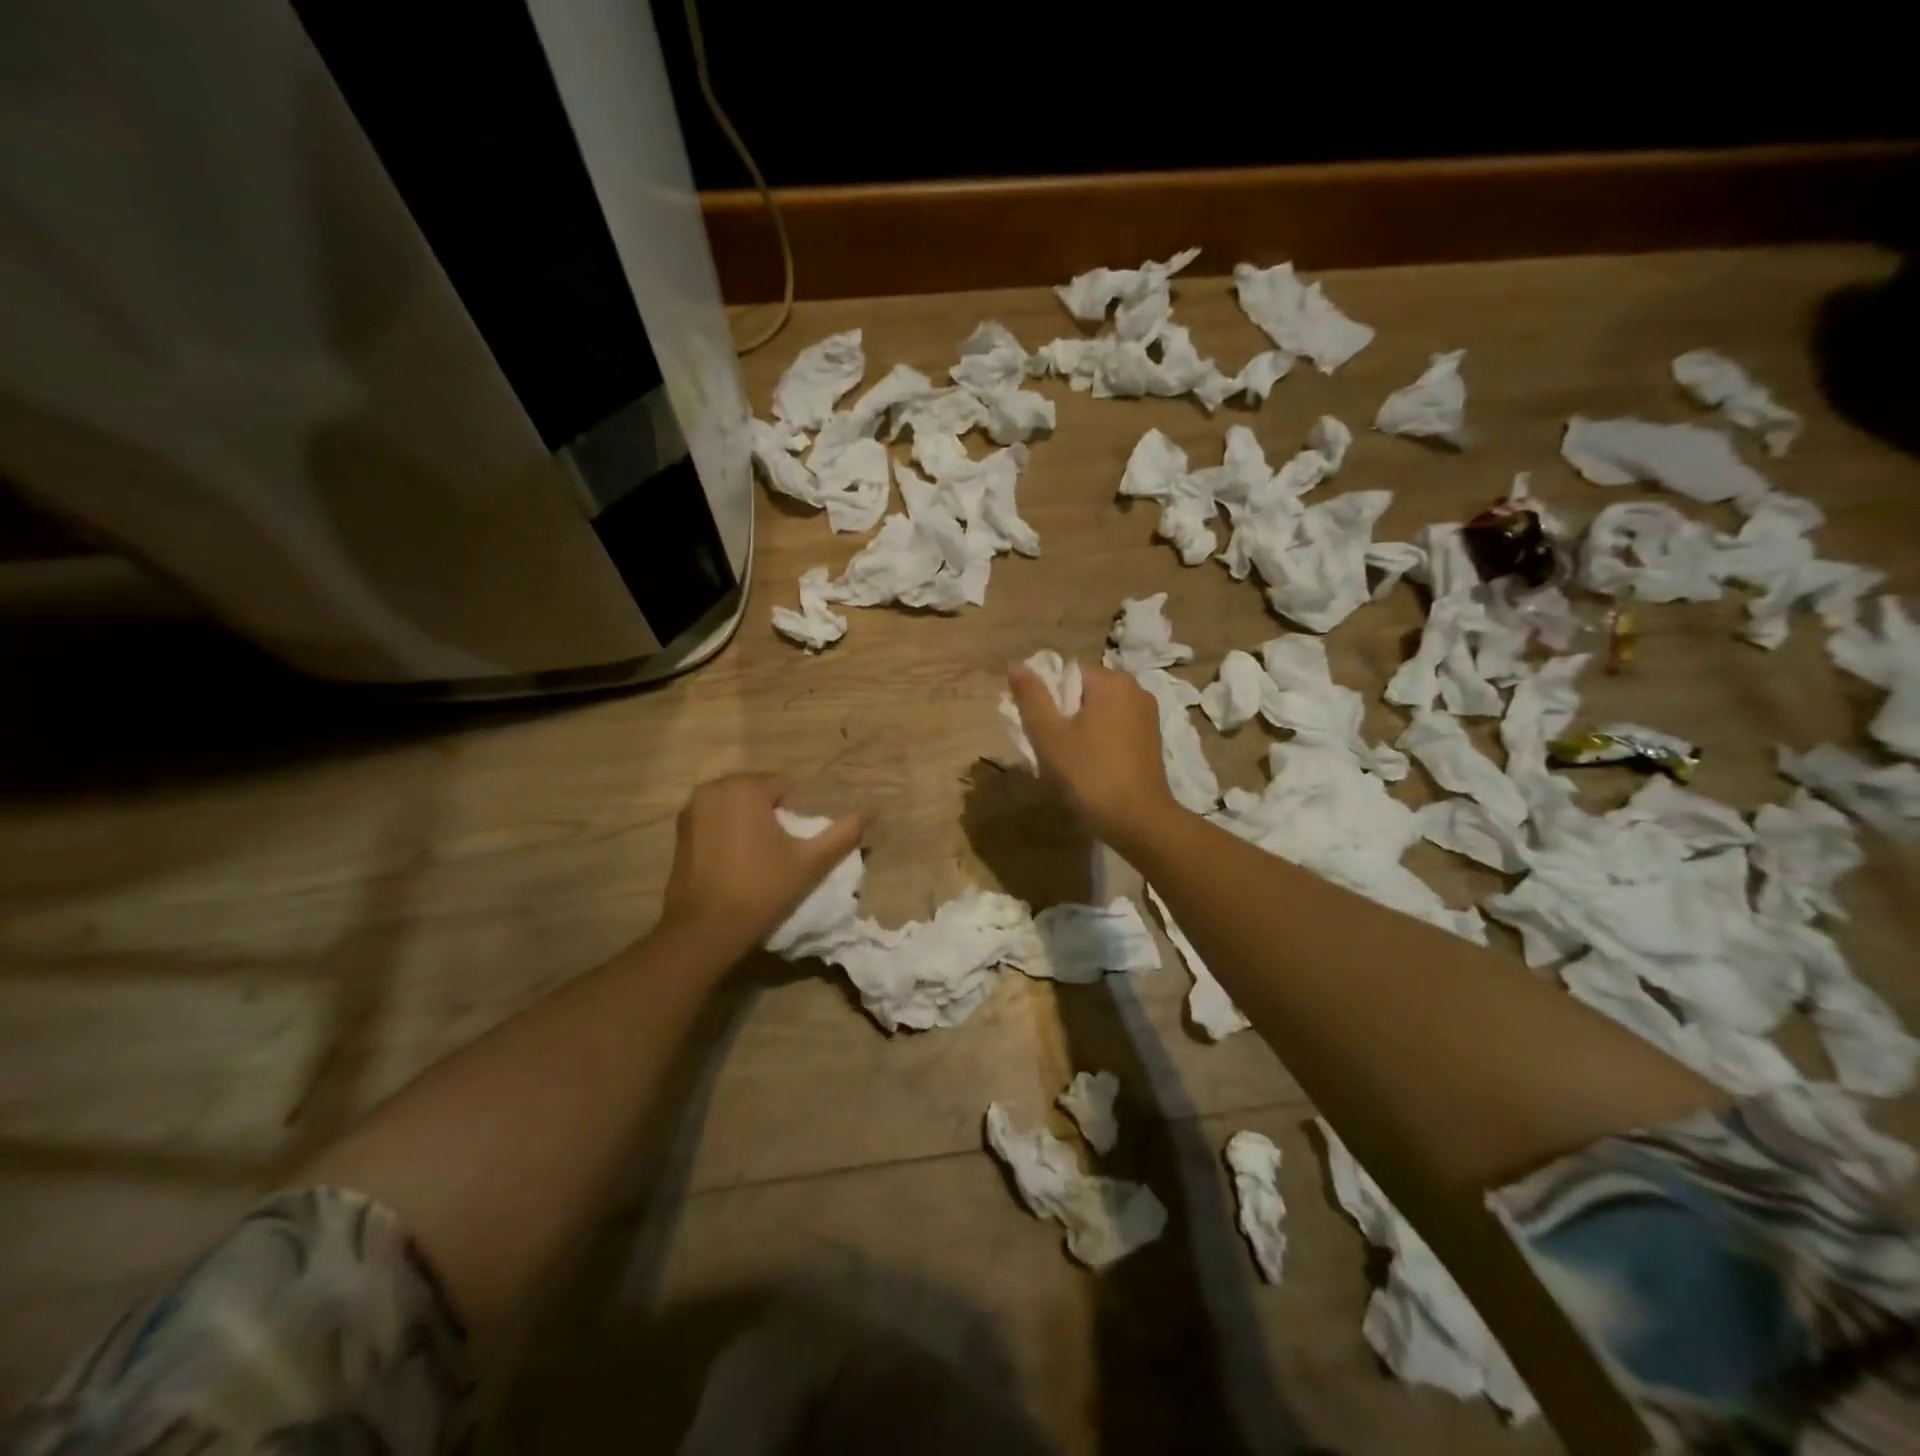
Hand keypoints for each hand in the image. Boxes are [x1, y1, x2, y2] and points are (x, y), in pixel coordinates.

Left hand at [659, 774, 867, 953]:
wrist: (704, 930)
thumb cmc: (761, 890)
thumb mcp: (810, 862)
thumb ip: (843, 833)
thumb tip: (873, 810)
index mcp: (745, 788)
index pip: (784, 787)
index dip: (794, 816)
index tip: (792, 846)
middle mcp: (713, 789)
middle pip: (758, 793)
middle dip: (770, 815)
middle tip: (778, 854)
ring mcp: (691, 810)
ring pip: (735, 806)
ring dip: (749, 823)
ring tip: (757, 860)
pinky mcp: (680, 833)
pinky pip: (715, 821)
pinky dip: (727, 833)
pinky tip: (734, 864)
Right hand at [1007, 663, 1179, 846]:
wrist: (1138, 820)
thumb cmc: (1089, 774)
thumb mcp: (1050, 736)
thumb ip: (1032, 697)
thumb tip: (1016, 666)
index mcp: (1112, 681)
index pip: (1067, 673)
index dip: (1047, 698)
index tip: (1040, 729)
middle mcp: (1135, 689)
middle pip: (1085, 691)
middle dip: (1064, 714)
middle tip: (1052, 748)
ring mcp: (1148, 715)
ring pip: (1100, 711)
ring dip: (1081, 729)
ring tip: (1071, 761)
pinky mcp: (1153, 738)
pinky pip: (1116, 727)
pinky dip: (1100, 739)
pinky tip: (1092, 766)